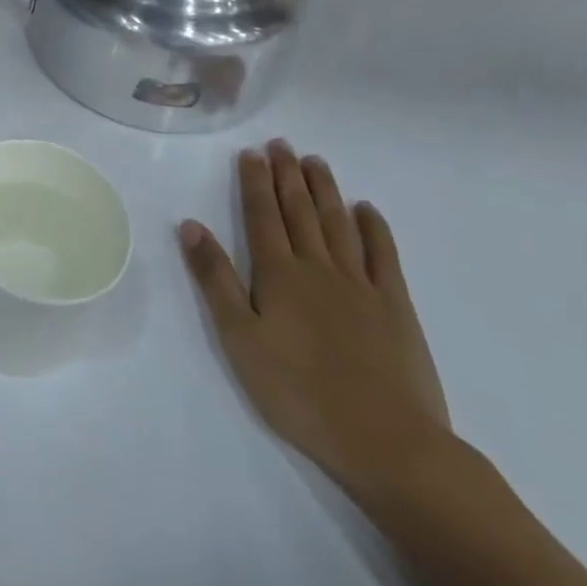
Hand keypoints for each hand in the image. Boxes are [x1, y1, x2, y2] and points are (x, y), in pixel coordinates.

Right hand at [180, 142, 450, 504]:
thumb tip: (190, 225)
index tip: (252, 152)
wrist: (386, 442)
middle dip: (287, 175)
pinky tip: (366, 209)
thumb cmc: (299, 392)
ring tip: (315, 161)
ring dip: (325, 190)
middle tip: (281, 144)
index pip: (262, 215)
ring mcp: (361, 285)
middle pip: (299, 211)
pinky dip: (374, 228)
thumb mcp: (239, 338)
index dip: (255, 182)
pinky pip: (384, 255)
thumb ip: (215, 279)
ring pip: (338, 223)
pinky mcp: (396, 307)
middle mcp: (318, 267)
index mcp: (278, 274)